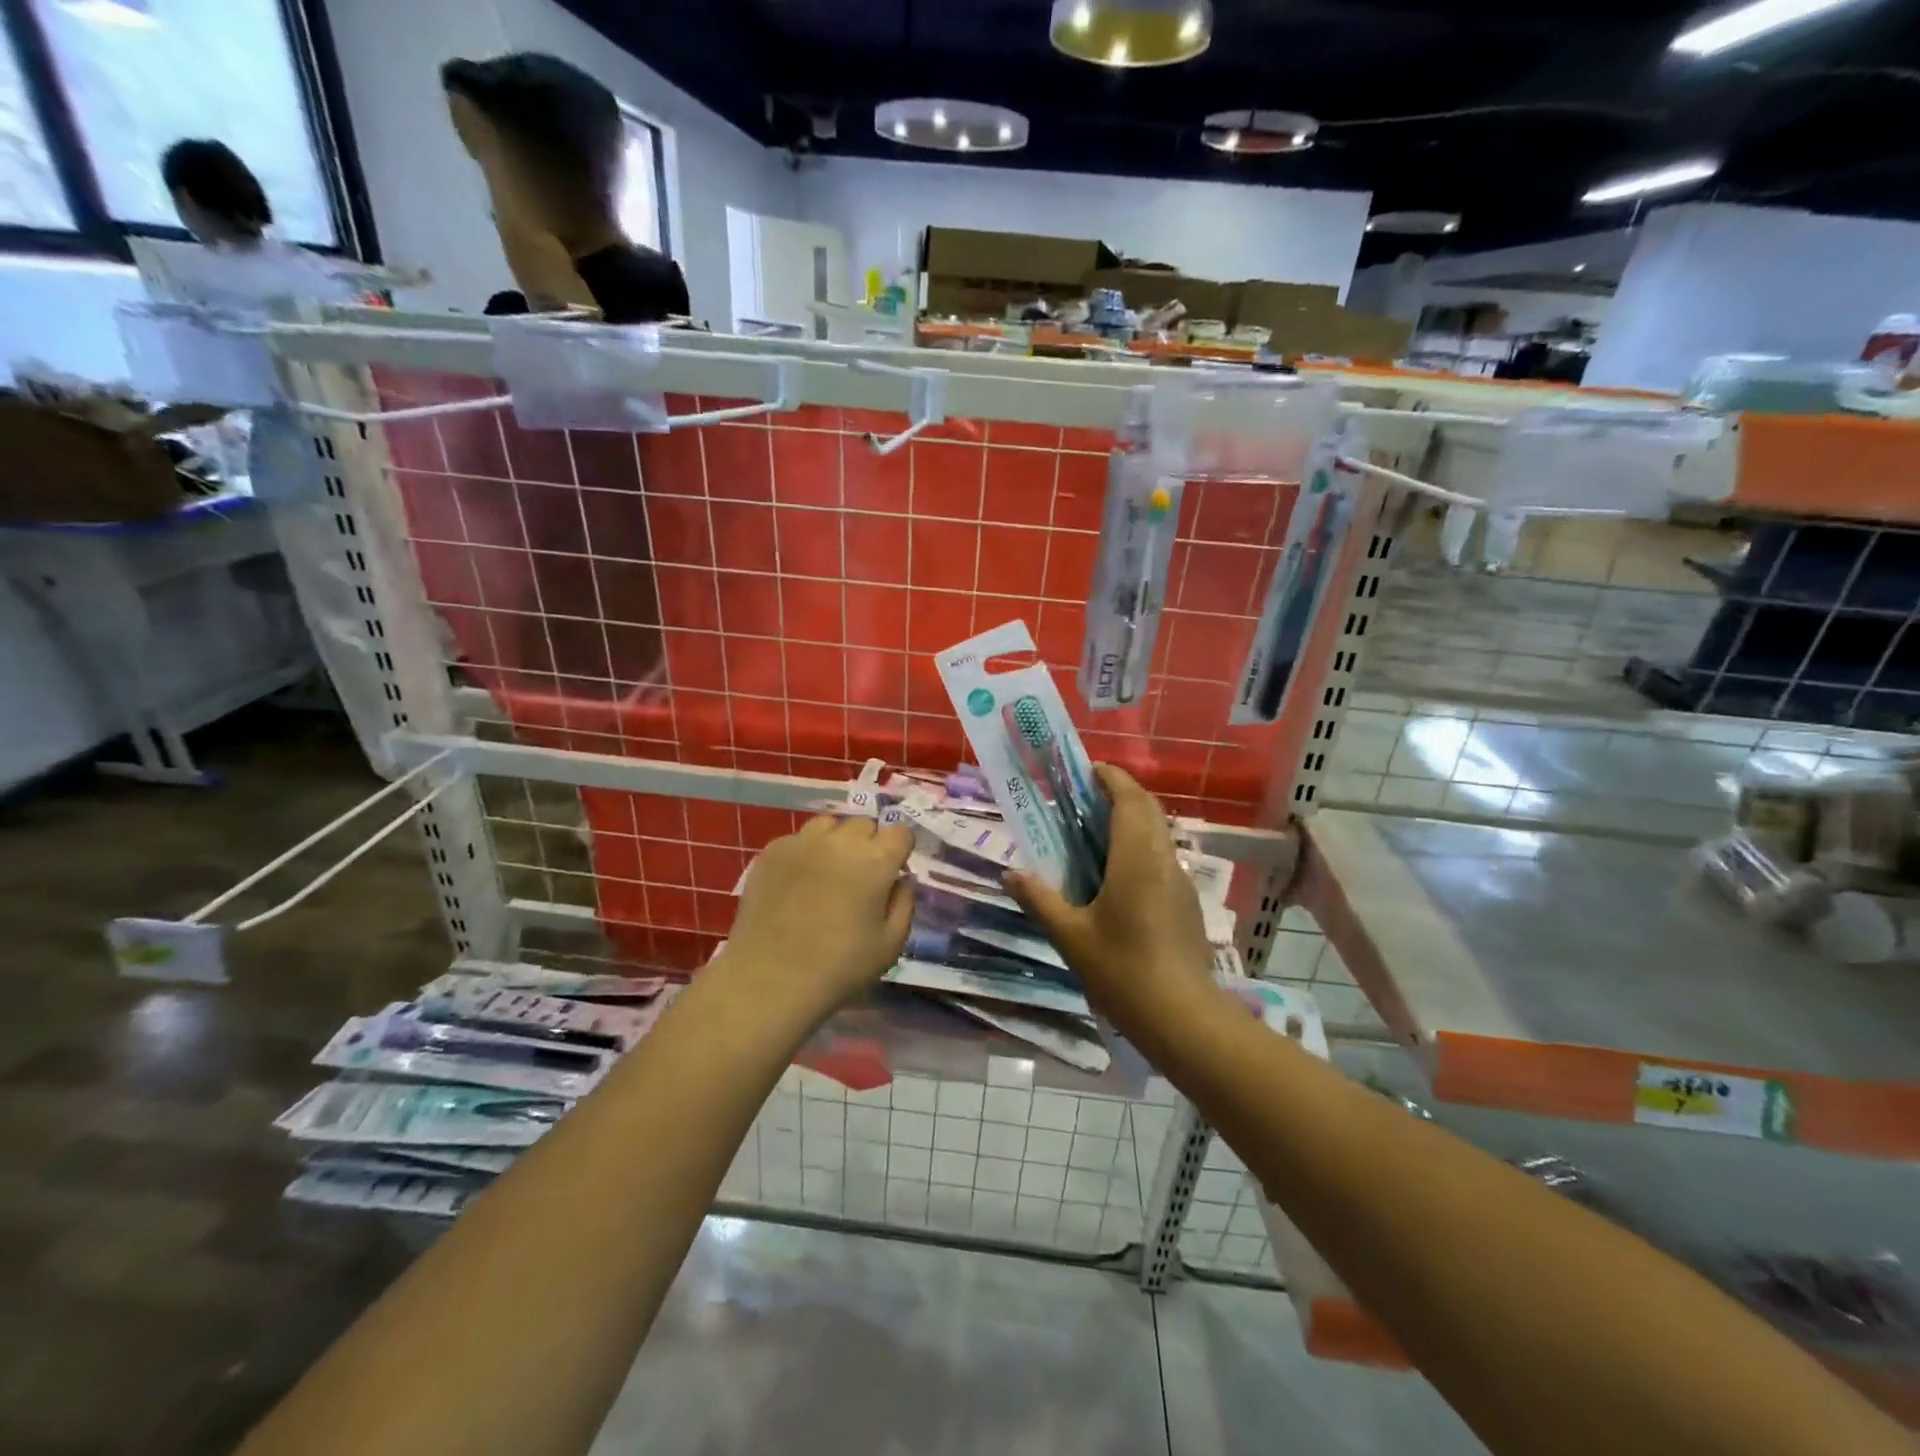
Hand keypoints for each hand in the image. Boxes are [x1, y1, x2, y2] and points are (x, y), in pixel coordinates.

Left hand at [723, 815, 915, 1017]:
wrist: (770, 979)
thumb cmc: (839, 967)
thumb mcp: (890, 945)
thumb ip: (904, 904)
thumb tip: (901, 880)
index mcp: (876, 860)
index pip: (900, 832)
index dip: (900, 850)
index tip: (893, 872)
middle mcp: (840, 841)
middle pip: (864, 825)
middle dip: (869, 844)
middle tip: (861, 877)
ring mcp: (802, 842)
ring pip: (829, 825)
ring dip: (836, 842)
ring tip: (828, 872)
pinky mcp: (772, 852)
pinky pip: (797, 839)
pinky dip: (804, 853)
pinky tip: (798, 882)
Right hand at [1005, 765, 1216, 1036]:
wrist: (1183, 1018)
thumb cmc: (1122, 970)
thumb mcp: (1070, 936)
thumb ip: (1039, 900)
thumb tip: (1010, 874)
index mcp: (1136, 858)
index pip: (1129, 798)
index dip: (1110, 777)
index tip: (1085, 771)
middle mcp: (1163, 860)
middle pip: (1148, 809)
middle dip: (1120, 793)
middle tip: (1084, 798)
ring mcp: (1179, 881)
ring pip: (1158, 833)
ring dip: (1132, 820)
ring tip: (1094, 832)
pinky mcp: (1186, 903)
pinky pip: (1162, 858)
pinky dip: (1140, 847)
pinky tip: (1116, 875)